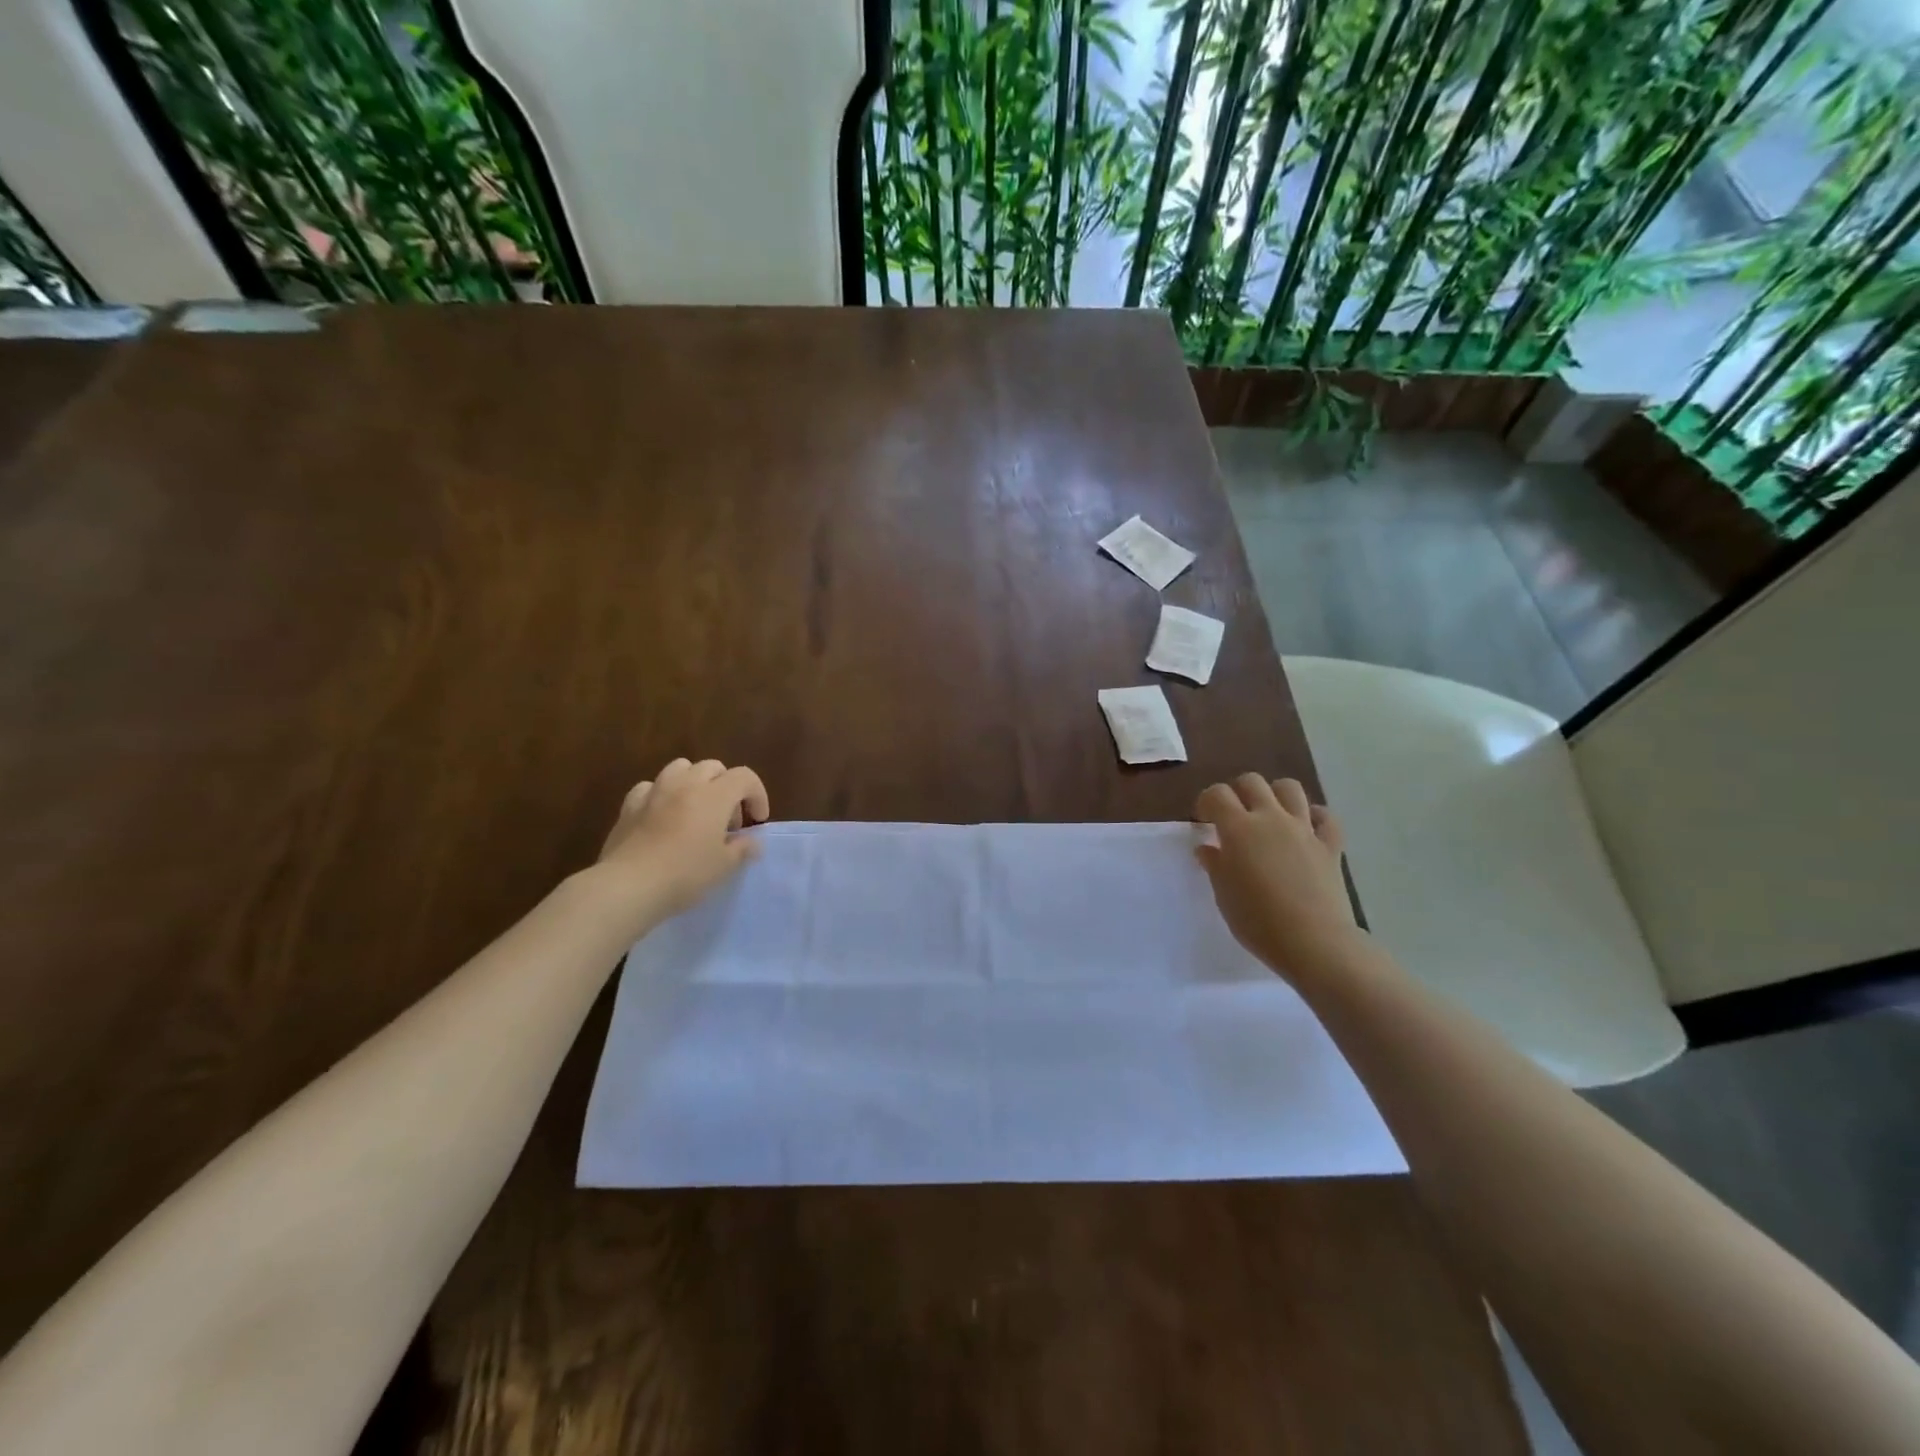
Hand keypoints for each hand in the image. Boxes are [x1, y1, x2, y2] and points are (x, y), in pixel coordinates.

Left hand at [596, 758, 770, 920]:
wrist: (629, 886)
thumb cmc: (685, 874)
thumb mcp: (724, 866)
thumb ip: (742, 849)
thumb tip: (752, 842)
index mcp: (714, 795)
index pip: (745, 777)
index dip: (757, 795)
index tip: (757, 821)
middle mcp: (686, 784)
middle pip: (713, 767)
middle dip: (727, 786)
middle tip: (728, 819)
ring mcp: (655, 791)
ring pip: (680, 767)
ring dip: (694, 781)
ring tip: (696, 809)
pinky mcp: (629, 805)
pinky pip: (650, 787)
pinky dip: (661, 794)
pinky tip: (662, 814)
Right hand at [1194, 774, 1358, 981]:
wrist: (1313, 942)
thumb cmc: (1257, 921)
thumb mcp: (1224, 894)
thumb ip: (1215, 865)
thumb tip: (1207, 848)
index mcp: (1238, 828)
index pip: (1217, 794)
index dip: (1206, 802)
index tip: (1204, 821)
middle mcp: (1271, 818)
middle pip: (1252, 782)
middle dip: (1238, 792)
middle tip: (1233, 817)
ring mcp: (1304, 829)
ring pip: (1290, 788)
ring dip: (1275, 794)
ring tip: (1269, 815)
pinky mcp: (1330, 845)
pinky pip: (1325, 817)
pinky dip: (1315, 816)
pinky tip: (1306, 829)